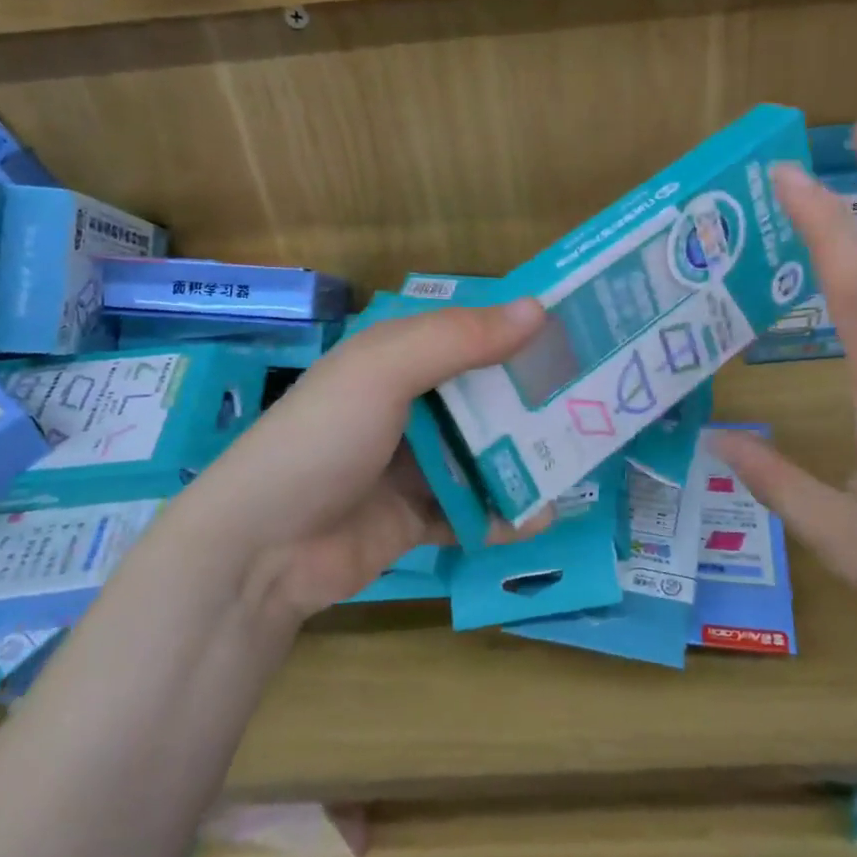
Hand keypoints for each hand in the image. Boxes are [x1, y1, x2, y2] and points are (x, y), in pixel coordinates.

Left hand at [184, 299, 546, 624]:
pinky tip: (536, 519)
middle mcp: (406, 406)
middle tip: (595, 401)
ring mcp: (411, 466)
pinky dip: (501, 514)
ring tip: (578, 463)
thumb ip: (460, 339)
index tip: (577, 332)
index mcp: (395, 359)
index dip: (518, 330)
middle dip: (533, 400)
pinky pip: (470, 510)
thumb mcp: (385, 370)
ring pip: (483, 454)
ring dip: (525, 460)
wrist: (261, 549)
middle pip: (483, 396)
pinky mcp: (415, 519)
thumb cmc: (323, 439)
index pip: (468, 333)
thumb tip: (539, 308)